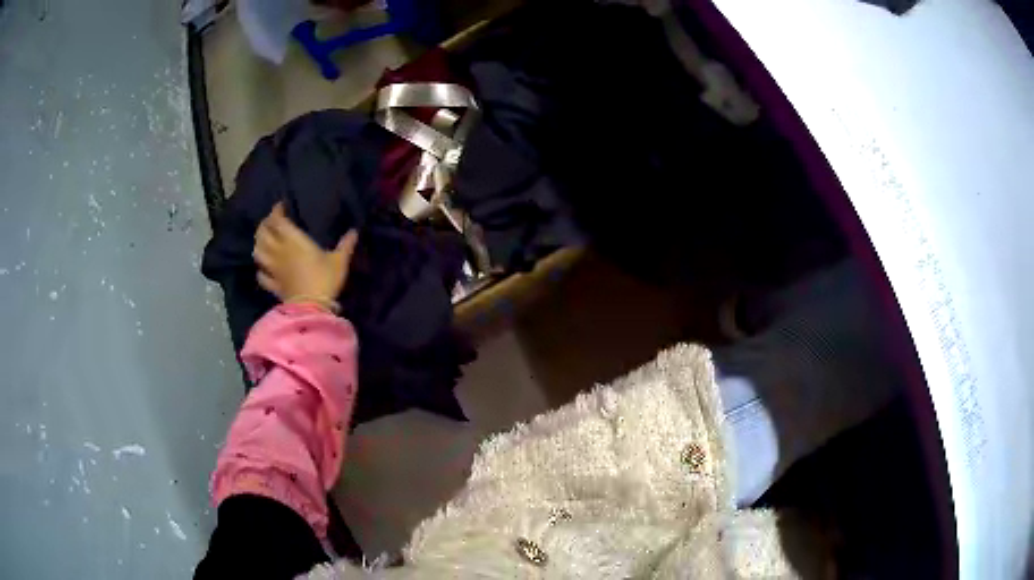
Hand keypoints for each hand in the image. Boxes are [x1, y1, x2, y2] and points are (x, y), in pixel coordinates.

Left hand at [253, 203, 357, 307]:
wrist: (312, 308)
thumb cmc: (325, 280)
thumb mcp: (339, 261)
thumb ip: (345, 245)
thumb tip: (354, 231)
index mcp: (294, 241)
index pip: (278, 221)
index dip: (276, 211)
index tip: (281, 206)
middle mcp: (279, 251)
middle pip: (263, 233)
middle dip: (264, 225)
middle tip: (270, 222)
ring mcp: (273, 269)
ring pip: (258, 252)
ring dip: (258, 244)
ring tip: (263, 241)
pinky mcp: (273, 285)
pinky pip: (261, 275)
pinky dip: (261, 270)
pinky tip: (264, 269)